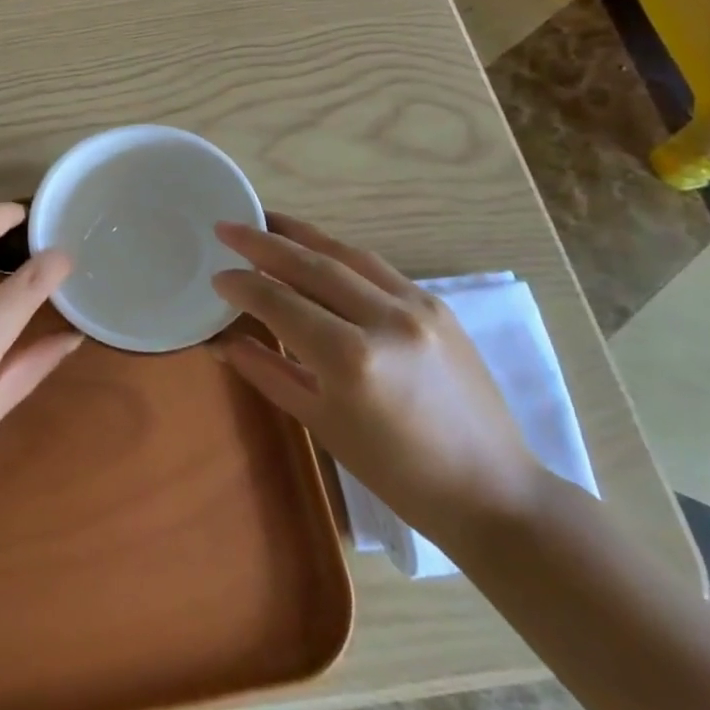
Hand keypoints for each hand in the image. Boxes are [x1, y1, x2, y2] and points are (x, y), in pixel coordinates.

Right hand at [211, 214, 542, 548]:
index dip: (243, 285)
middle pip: (310, 265)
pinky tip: (317, 249)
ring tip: (265, 219)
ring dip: (300, 234)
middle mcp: (384, 319)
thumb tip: (222, 341)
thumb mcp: (322, 424)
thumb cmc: (397, 472)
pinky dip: (338, 253)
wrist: (493, 490)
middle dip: (262, 242)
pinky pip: (375, 267)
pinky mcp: (437, 304)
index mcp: (351, 359)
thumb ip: (268, 371)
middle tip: (226, 226)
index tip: (216, 275)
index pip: (280, 303)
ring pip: (345, 254)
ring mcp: (416, 306)